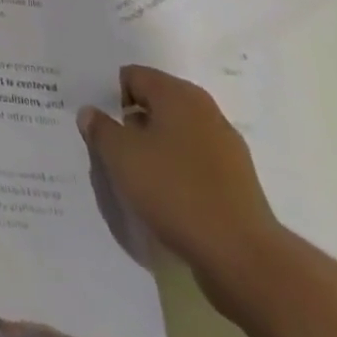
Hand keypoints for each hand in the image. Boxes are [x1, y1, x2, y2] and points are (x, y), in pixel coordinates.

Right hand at [79, 65, 283, 279]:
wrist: (244, 259)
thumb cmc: (175, 191)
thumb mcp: (121, 155)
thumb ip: (100, 128)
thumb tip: (91, 113)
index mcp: (178, 94)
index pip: (132, 76)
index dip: (110, 98)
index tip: (102, 127)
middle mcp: (205, 112)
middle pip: (155, 106)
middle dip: (132, 125)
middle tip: (114, 152)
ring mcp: (227, 149)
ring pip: (176, 138)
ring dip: (154, 152)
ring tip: (138, 181)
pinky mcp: (238, 185)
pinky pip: (195, 167)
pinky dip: (178, 176)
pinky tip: (167, 201)